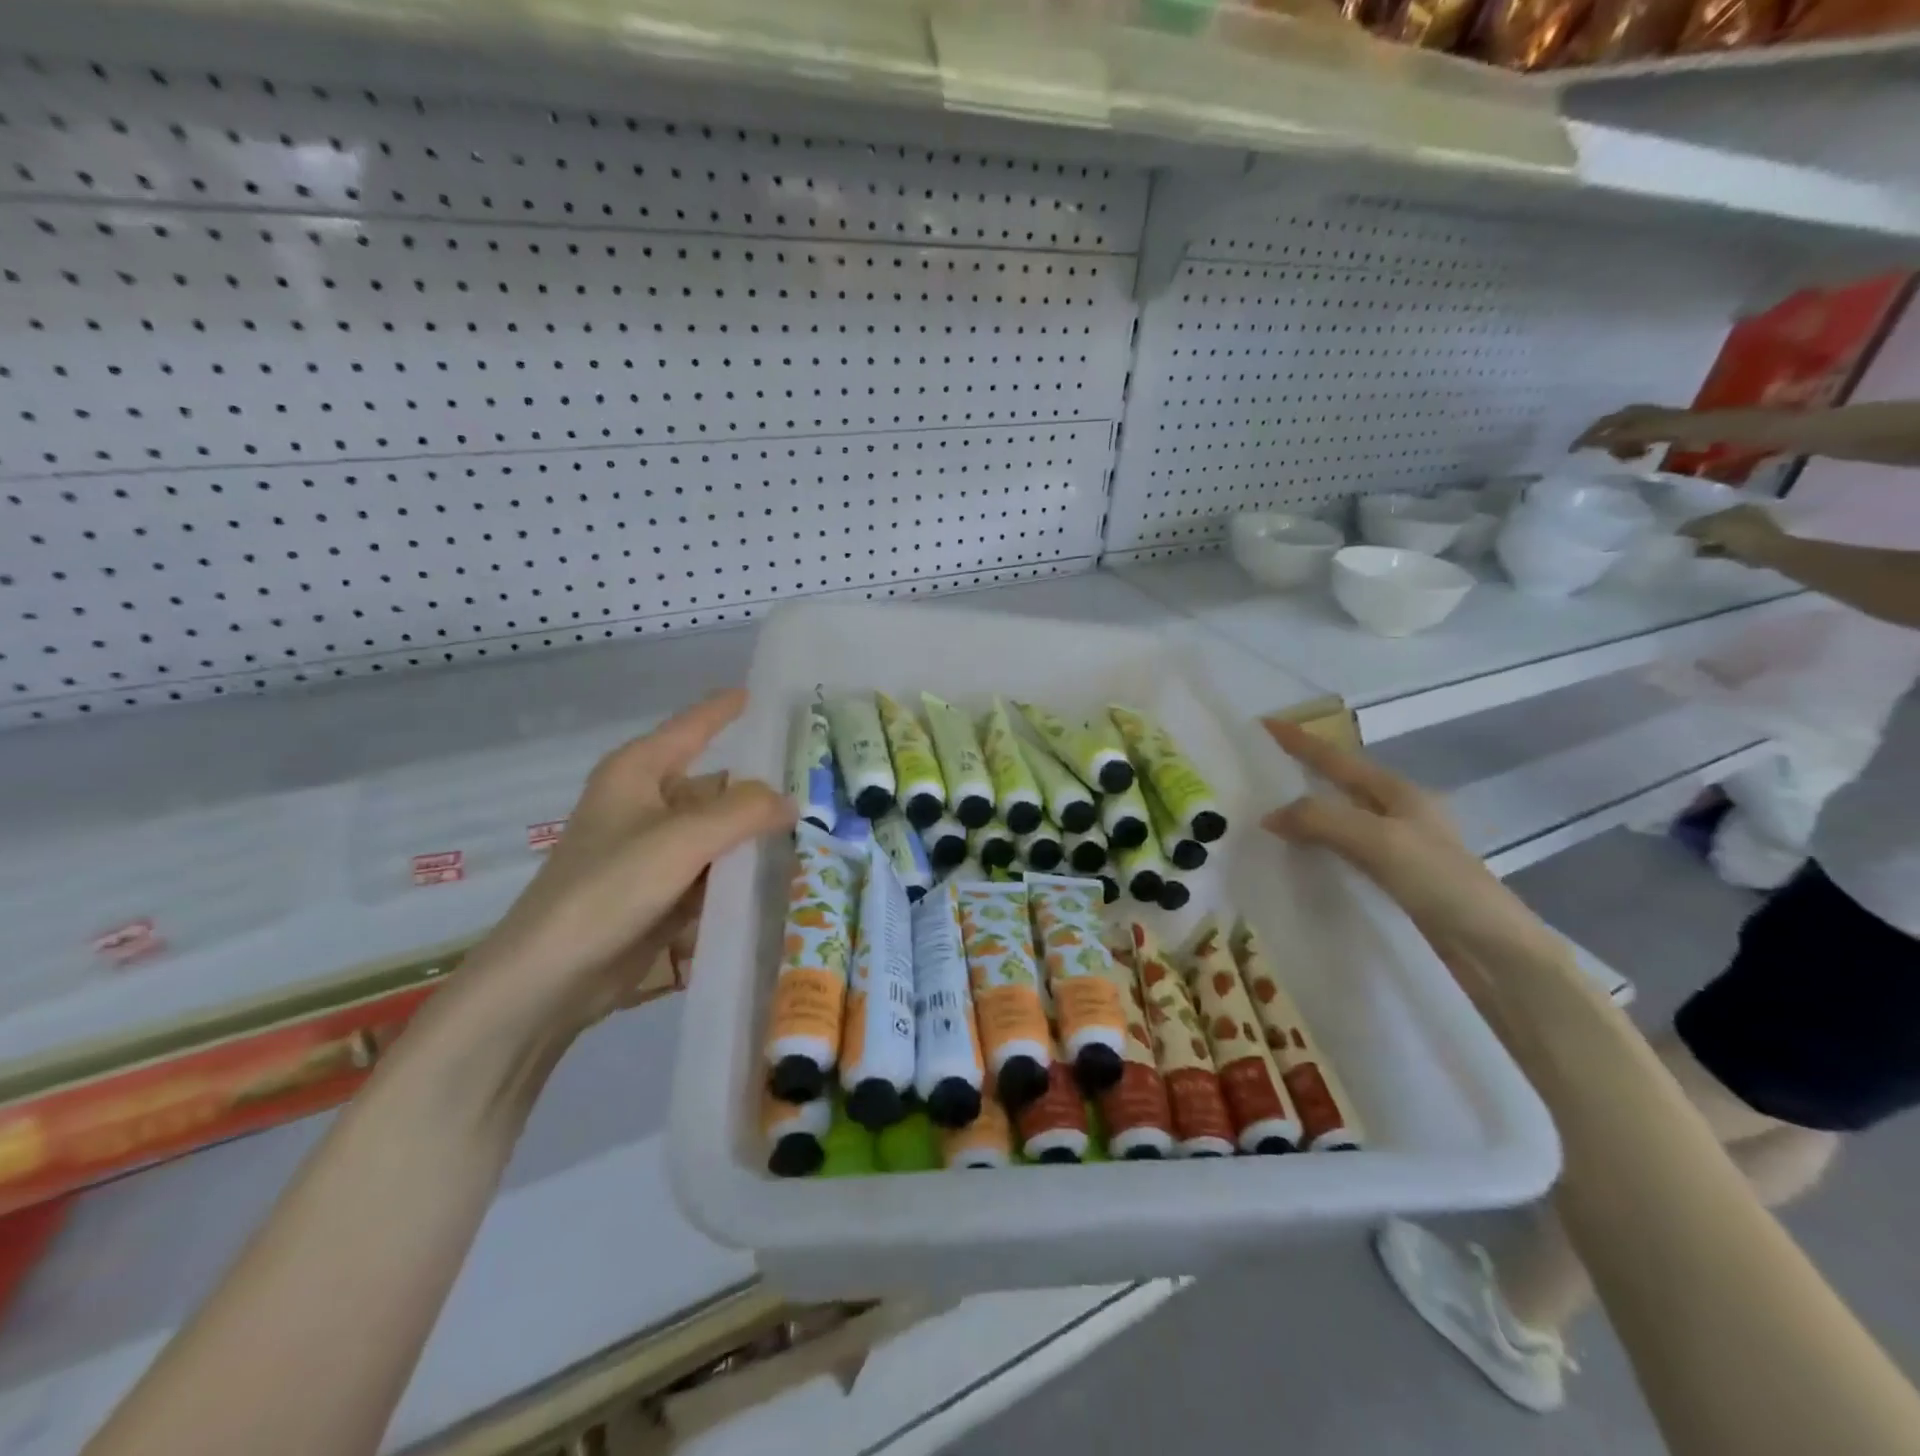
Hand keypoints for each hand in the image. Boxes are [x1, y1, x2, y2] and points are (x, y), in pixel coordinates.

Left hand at [452, 690, 793, 1045]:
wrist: (551, 976)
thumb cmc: (609, 887)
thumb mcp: (682, 839)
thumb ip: (743, 811)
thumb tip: (791, 801)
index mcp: (639, 772)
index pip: (693, 726)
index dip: (727, 709)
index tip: (765, 693)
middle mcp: (646, 802)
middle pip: (715, 785)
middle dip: (761, 790)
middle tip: (821, 787)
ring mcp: (653, 849)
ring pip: (717, 831)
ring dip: (755, 837)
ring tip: (816, 833)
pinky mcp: (660, 890)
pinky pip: (711, 869)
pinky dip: (738, 872)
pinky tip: (781, 876)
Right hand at [1260, 721, 1567, 1005]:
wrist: (1494, 949)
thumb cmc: (1441, 882)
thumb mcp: (1379, 841)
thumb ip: (1322, 820)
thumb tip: (1268, 815)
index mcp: (1397, 792)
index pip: (1337, 758)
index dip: (1300, 740)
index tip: (1261, 724)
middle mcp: (1397, 811)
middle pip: (1339, 782)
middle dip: (1301, 770)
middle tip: (1257, 768)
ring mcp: (1397, 845)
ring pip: (1339, 816)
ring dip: (1305, 809)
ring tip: (1265, 809)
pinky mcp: (1394, 877)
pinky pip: (1342, 847)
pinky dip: (1316, 842)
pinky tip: (1298, 854)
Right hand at [1573, 403, 1693, 459]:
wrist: (1698, 429)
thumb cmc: (1661, 429)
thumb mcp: (1628, 434)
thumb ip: (1604, 440)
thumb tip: (1581, 444)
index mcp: (1626, 413)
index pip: (1598, 426)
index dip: (1584, 438)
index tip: (1572, 451)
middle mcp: (1634, 415)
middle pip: (1610, 434)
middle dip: (1608, 446)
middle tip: (1611, 456)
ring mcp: (1647, 423)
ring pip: (1623, 440)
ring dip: (1623, 450)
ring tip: (1631, 456)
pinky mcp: (1657, 431)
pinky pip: (1636, 443)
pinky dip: (1635, 450)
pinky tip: (1643, 453)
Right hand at [1681, 503, 1790, 567]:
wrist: (1768, 552)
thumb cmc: (1742, 534)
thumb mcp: (1713, 526)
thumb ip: (1694, 526)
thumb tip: (1680, 530)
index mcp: (1739, 507)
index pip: (1711, 514)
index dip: (1696, 523)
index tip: (1681, 533)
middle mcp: (1745, 516)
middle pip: (1716, 525)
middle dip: (1701, 532)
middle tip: (1684, 540)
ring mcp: (1747, 531)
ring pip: (1719, 536)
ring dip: (1705, 542)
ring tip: (1690, 549)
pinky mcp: (1747, 545)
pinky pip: (1723, 547)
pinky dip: (1711, 550)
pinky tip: (1700, 554)